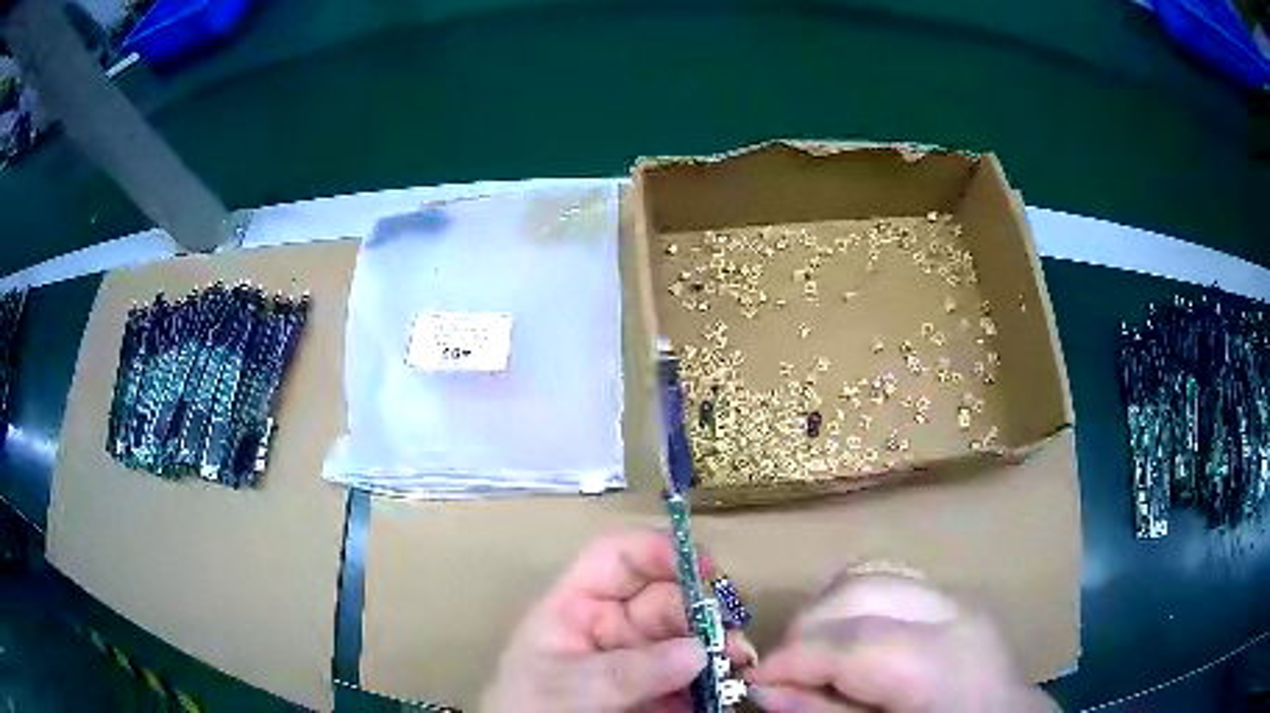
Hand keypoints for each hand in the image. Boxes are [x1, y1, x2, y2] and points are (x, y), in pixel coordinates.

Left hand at [481, 530, 754, 712]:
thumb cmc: (528, 711)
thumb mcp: (565, 688)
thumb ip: (626, 671)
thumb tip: (698, 650)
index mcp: (576, 607)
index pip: (616, 559)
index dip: (657, 551)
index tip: (704, 565)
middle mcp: (612, 625)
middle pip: (665, 597)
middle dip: (702, 608)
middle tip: (730, 632)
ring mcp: (638, 658)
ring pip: (688, 635)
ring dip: (718, 642)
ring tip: (739, 659)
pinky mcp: (660, 690)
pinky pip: (695, 673)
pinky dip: (717, 674)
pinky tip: (732, 681)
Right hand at [746, 573, 1054, 712]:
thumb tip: (763, 690)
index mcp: (941, 662)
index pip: (851, 641)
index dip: (791, 658)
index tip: (752, 680)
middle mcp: (953, 613)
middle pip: (860, 590)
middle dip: (806, 627)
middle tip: (783, 671)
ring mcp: (958, 597)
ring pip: (873, 574)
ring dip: (829, 611)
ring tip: (815, 655)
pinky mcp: (953, 597)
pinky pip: (891, 582)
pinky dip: (856, 605)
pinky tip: (852, 642)